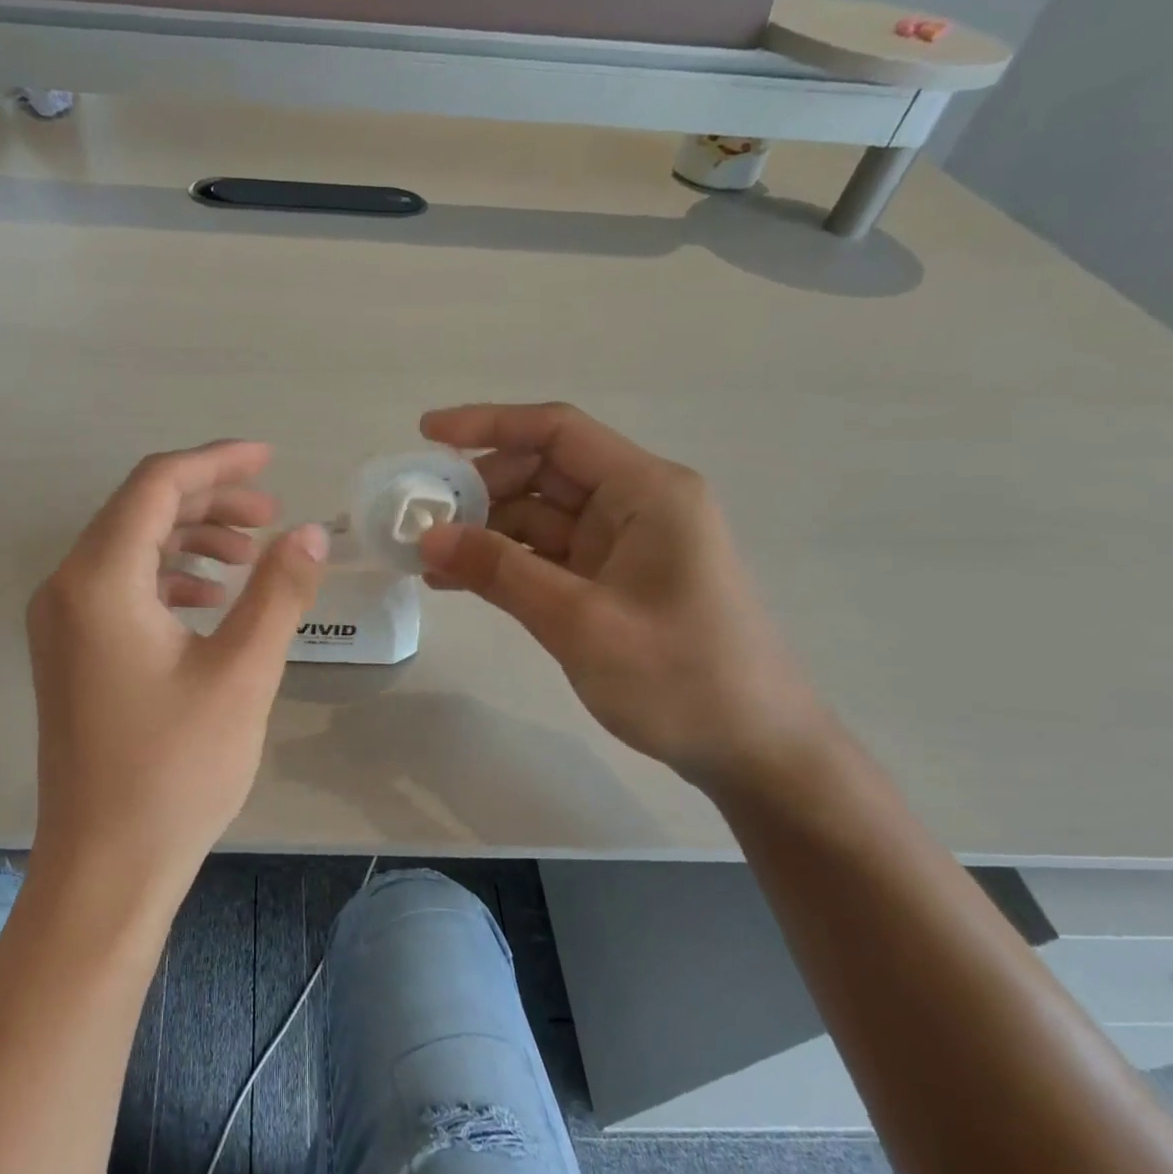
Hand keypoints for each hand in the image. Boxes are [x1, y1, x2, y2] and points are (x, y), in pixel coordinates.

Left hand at [27, 442, 327, 901]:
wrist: (106, 866)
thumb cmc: (176, 770)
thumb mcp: (242, 674)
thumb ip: (278, 593)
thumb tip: (310, 532)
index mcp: (99, 580)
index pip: (156, 486)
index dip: (216, 463)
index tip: (270, 460)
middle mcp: (66, 589)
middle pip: (139, 511)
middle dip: (208, 502)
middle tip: (271, 516)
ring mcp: (61, 624)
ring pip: (129, 549)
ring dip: (190, 539)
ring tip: (251, 554)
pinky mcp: (71, 655)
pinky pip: (120, 589)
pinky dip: (168, 579)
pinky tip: (211, 600)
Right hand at [417, 403, 828, 788]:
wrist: (753, 749)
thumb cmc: (680, 678)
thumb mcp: (580, 622)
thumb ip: (501, 572)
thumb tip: (428, 536)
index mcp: (646, 492)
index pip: (557, 431)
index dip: (488, 424)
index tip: (426, 435)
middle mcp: (635, 505)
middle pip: (542, 472)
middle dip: (479, 488)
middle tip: (419, 519)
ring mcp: (622, 546)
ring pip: (537, 517)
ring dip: (483, 531)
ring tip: (424, 555)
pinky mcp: (610, 583)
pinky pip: (544, 558)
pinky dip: (502, 564)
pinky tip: (455, 581)